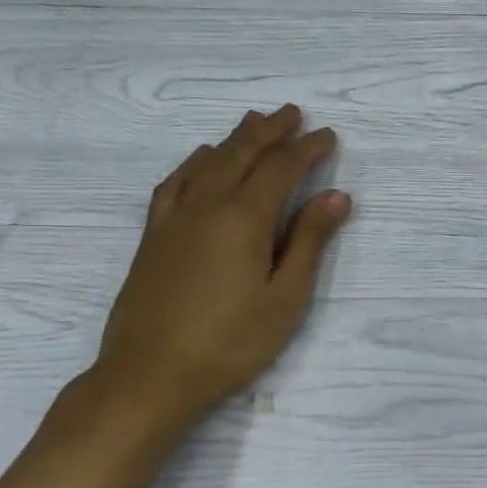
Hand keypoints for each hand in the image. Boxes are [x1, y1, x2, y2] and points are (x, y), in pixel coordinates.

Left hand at [92, 105, 350, 424]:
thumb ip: (309, 241)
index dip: (308, 149)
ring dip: (235, 139)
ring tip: (253, 122)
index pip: (282, 168)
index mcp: (244, 217)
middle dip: (271, 130)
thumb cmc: (231, 341)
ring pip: (208, 161)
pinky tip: (201, 161)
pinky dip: (194, 162)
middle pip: (242, 154)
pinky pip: (175, 181)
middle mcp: (207, 204)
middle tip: (293, 113)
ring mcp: (174, 218)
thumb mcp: (285, 296)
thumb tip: (336, 195)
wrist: (149, 374)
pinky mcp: (153, 235)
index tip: (328, 135)